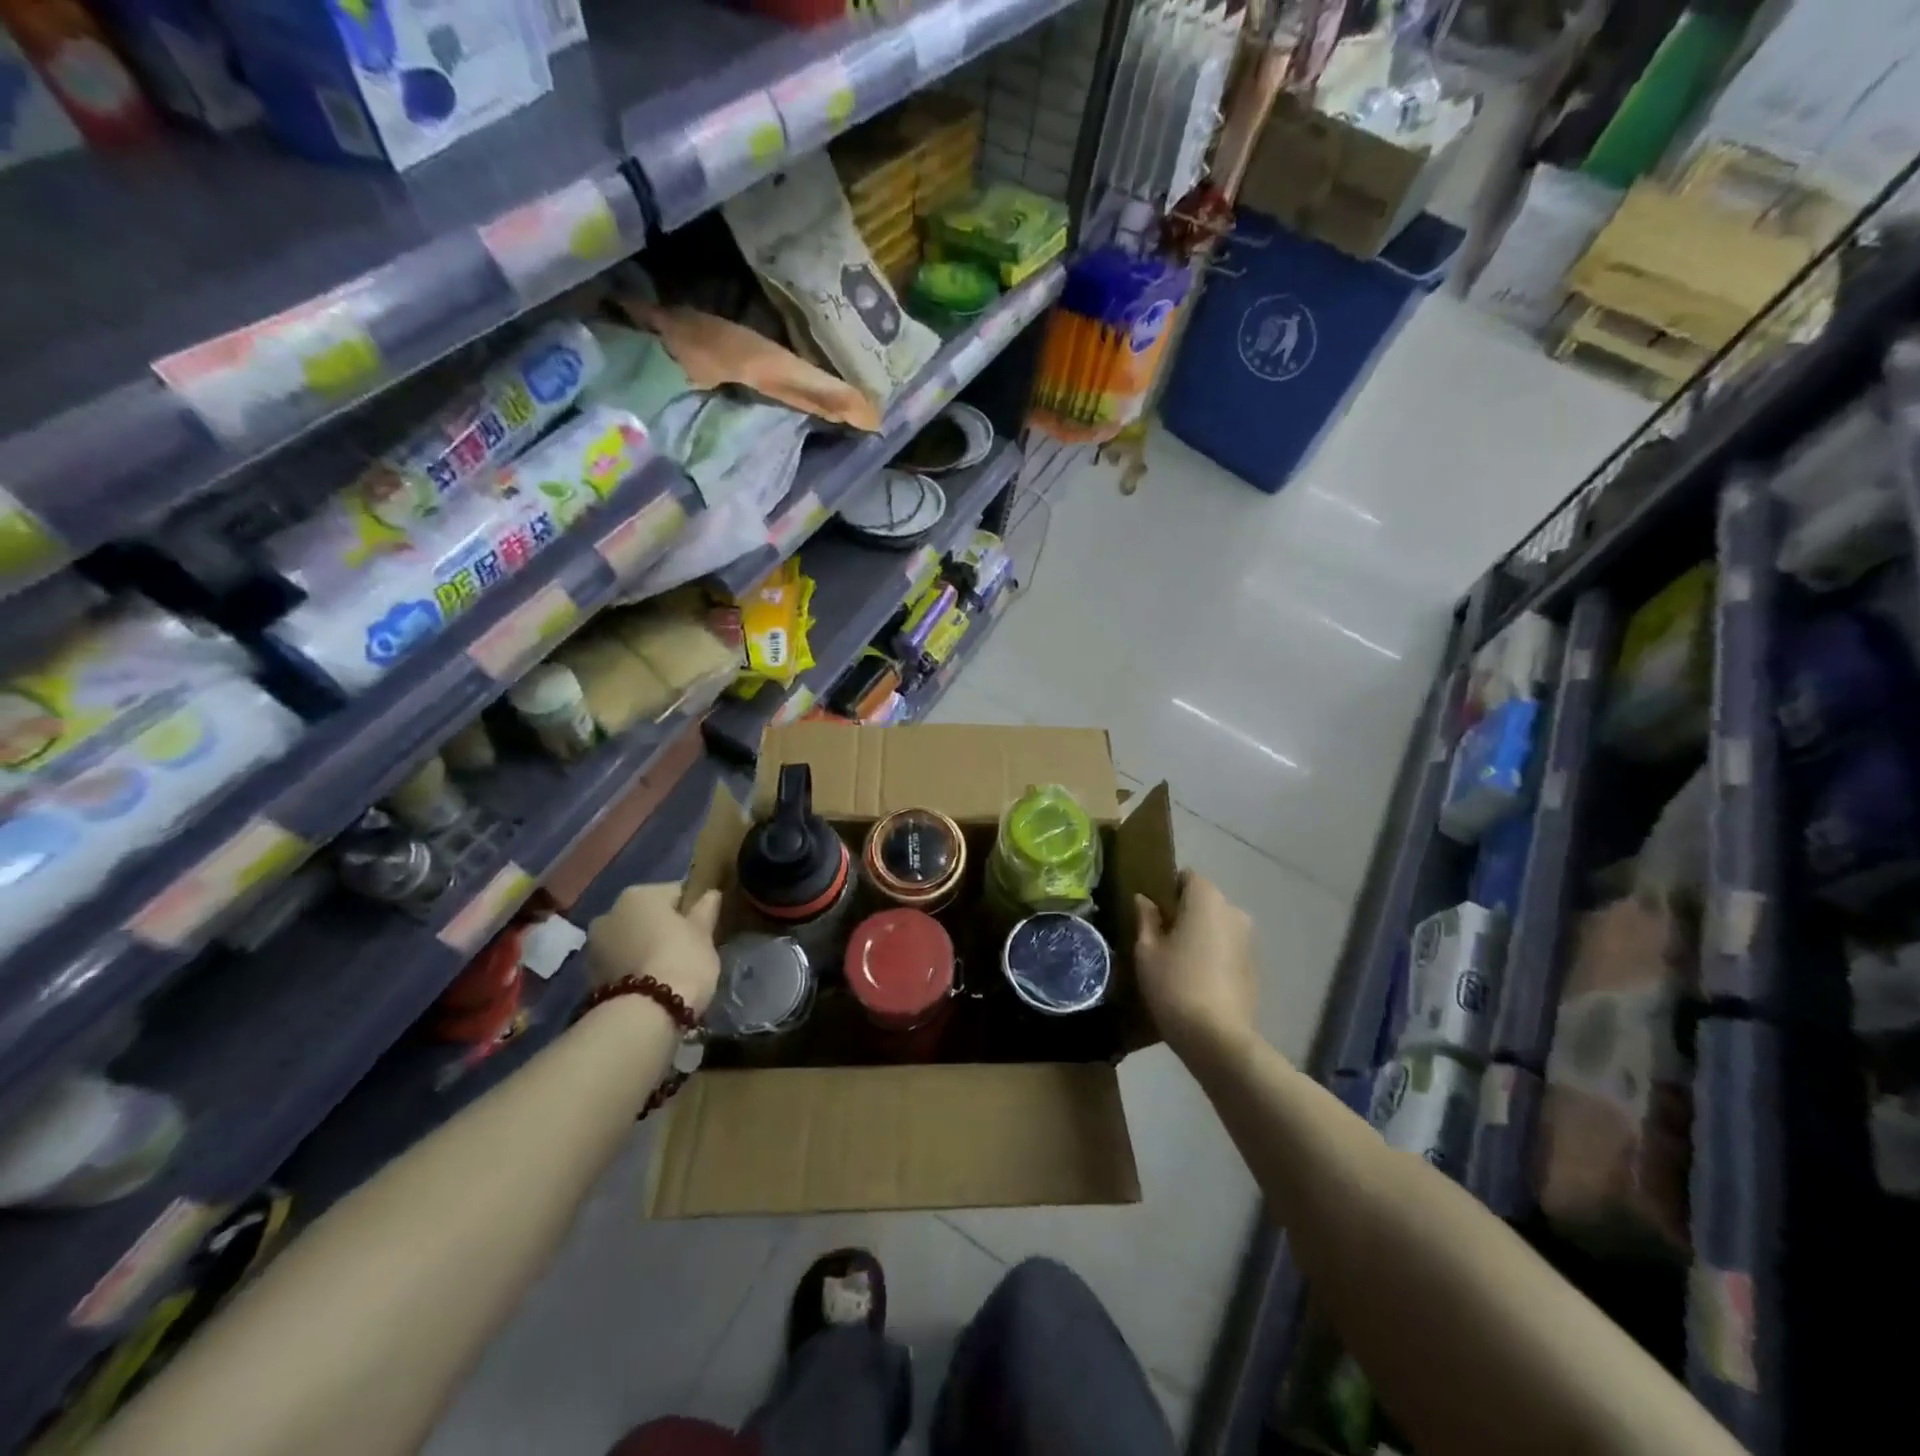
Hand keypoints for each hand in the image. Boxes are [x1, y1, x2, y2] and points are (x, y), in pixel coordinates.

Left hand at [586, 884, 723, 1015]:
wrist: (645, 1014)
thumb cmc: (681, 960)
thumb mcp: (704, 933)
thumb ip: (706, 909)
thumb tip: (711, 894)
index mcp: (638, 894)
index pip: (675, 892)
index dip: (693, 909)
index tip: (706, 927)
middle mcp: (609, 913)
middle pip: (648, 916)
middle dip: (664, 929)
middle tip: (688, 949)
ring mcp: (594, 946)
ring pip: (631, 941)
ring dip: (646, 949)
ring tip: (669, 971)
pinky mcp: (589, 977)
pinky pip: (621, 964)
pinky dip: (634, 970)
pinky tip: (652, 985)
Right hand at [1135, 872, 1256, 1059]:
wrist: (1219, 1039)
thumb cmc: (1175, 985)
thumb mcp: (1147, 951)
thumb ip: (1146, 919)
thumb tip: (1144, 900)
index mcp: (1207, 900)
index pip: (1187, 876)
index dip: (1167, 889)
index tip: (1152, 912)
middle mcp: (1234, 912)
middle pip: (1204, 901)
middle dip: (1184, 913)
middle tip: (1159, 938)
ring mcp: (1249, 941)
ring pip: (1217, 926)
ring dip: (1200, 935)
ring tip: (1177, 961)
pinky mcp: (1255, 968)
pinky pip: (1228, 948)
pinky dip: (1213, 955)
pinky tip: (1196, 980)